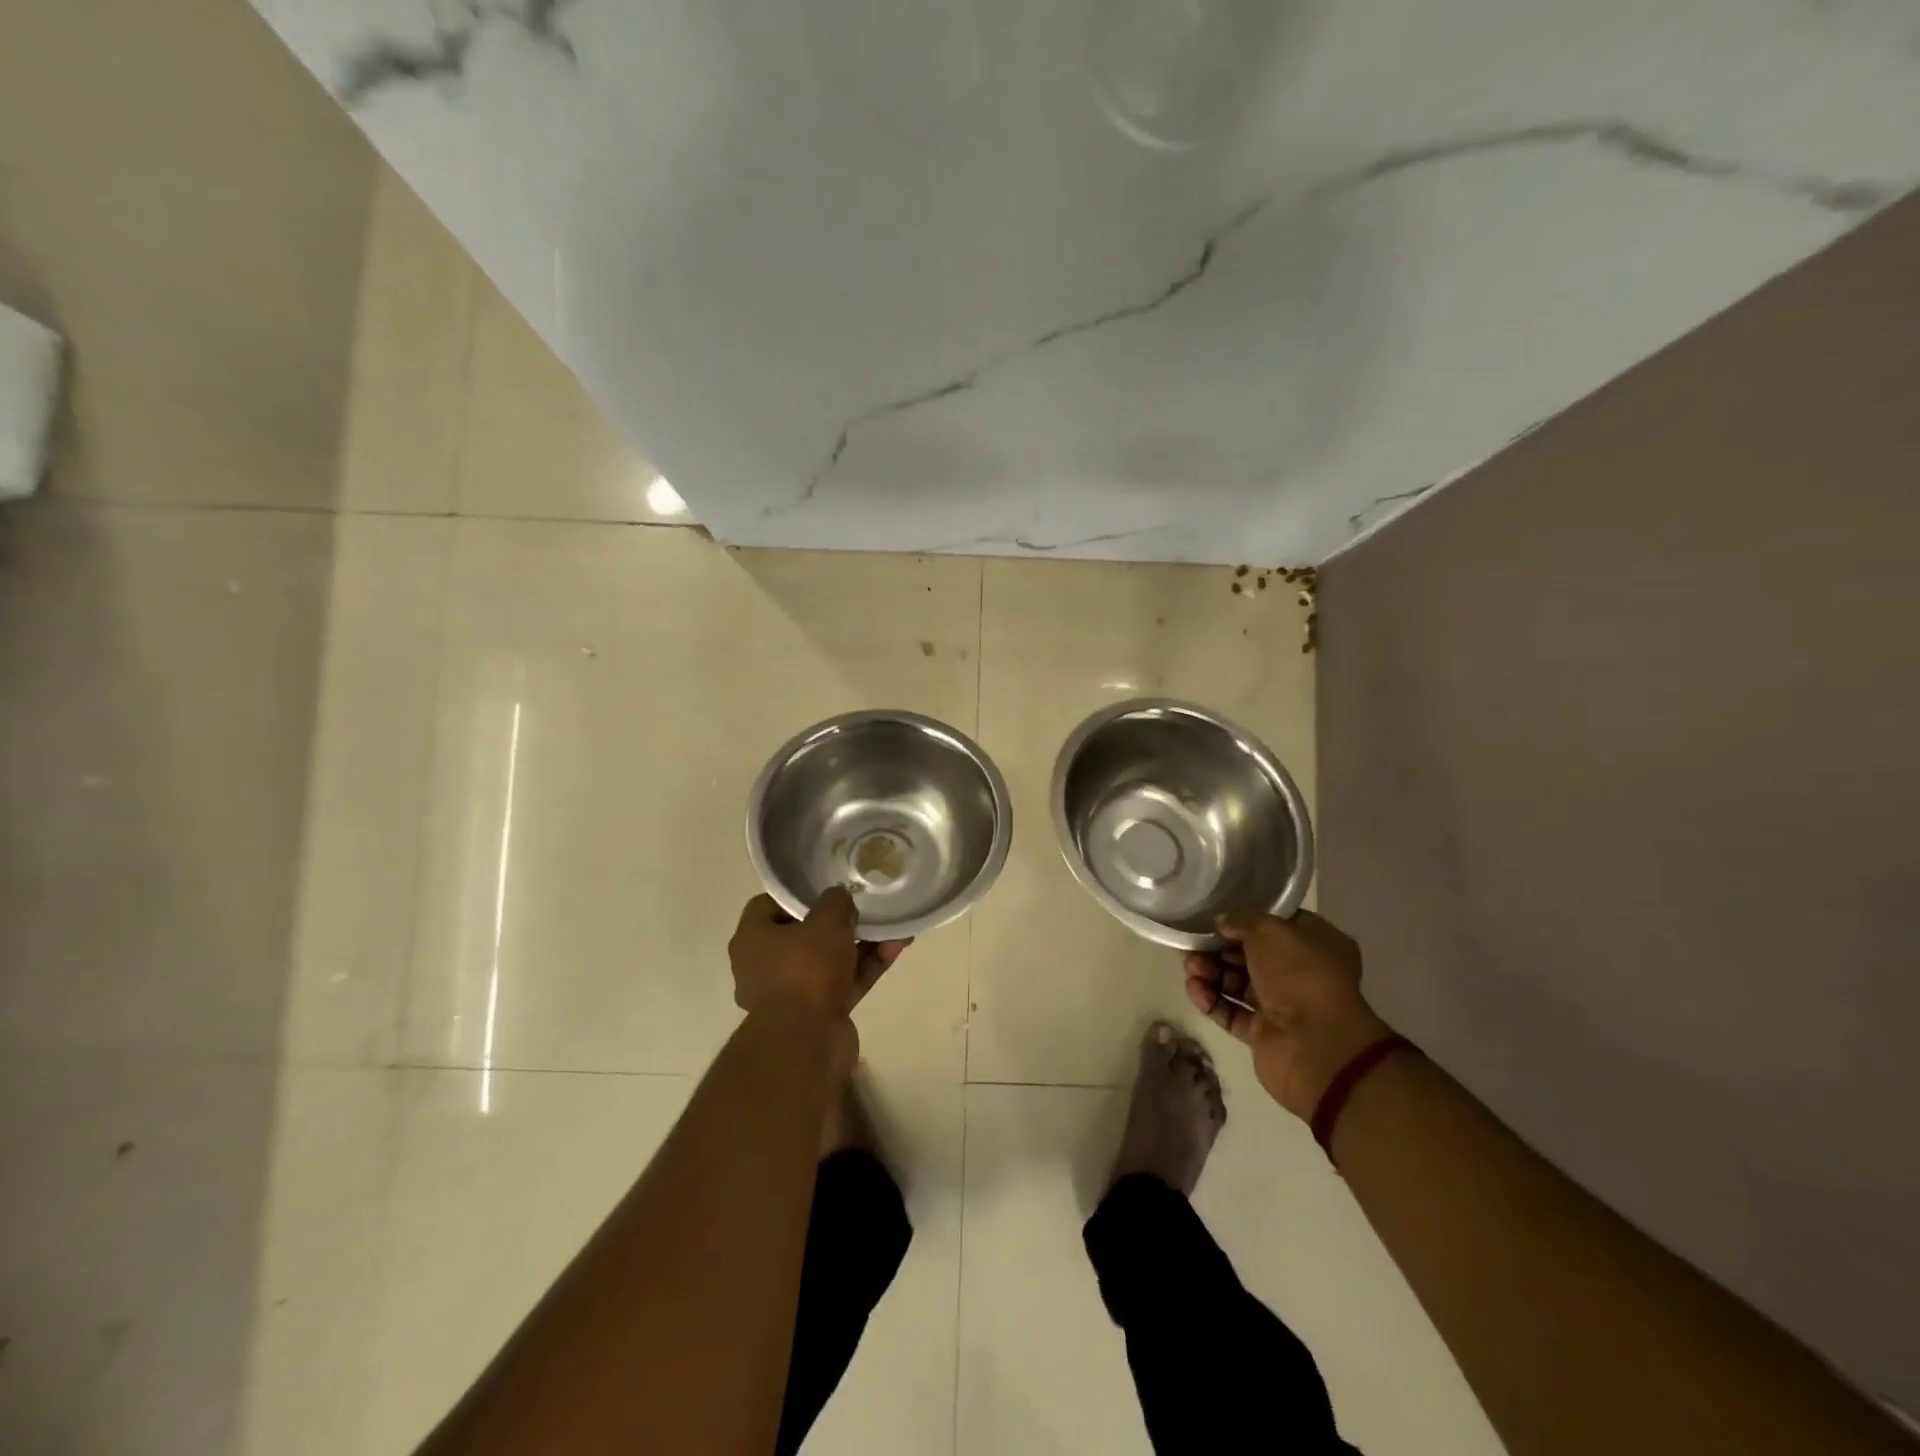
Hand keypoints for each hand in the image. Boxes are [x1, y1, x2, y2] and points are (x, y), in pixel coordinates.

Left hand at [728, 888, 910, 1017]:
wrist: (807, 1041)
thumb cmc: (805, 969)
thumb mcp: (825, 921)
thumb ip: (835, 902)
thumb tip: (840, 897)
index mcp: (752, 939)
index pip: (768, 906)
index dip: (797, 895)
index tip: (826, 889)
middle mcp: (765, 966)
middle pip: (804, 934)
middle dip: (837, 922)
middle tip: (863, 908)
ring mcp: (792, 993)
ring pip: (829, 960)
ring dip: (860, 944)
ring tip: (892, 926)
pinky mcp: (818, 1013)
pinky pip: (844, 982)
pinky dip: (866, 967)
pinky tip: (895, 948)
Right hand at [1185, 908, 1392, 1118]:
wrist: (1314, 1046)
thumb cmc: (1300, 975)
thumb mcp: (1269, 930)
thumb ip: (1241, 920)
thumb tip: (1222, 923)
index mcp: (1318, 945)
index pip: (1278, 924)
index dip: (1248, 919)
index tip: (1218, 918)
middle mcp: (1302, 974)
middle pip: (1252, 955)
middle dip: (1220, 948)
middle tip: (1194, 945)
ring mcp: (1283, 1006)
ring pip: (1239, 982)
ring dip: (1211, 972)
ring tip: (1190, 968)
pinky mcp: (1263, 1033)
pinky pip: (1231, 1011)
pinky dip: (1211, 1000)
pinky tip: (1194, 989)